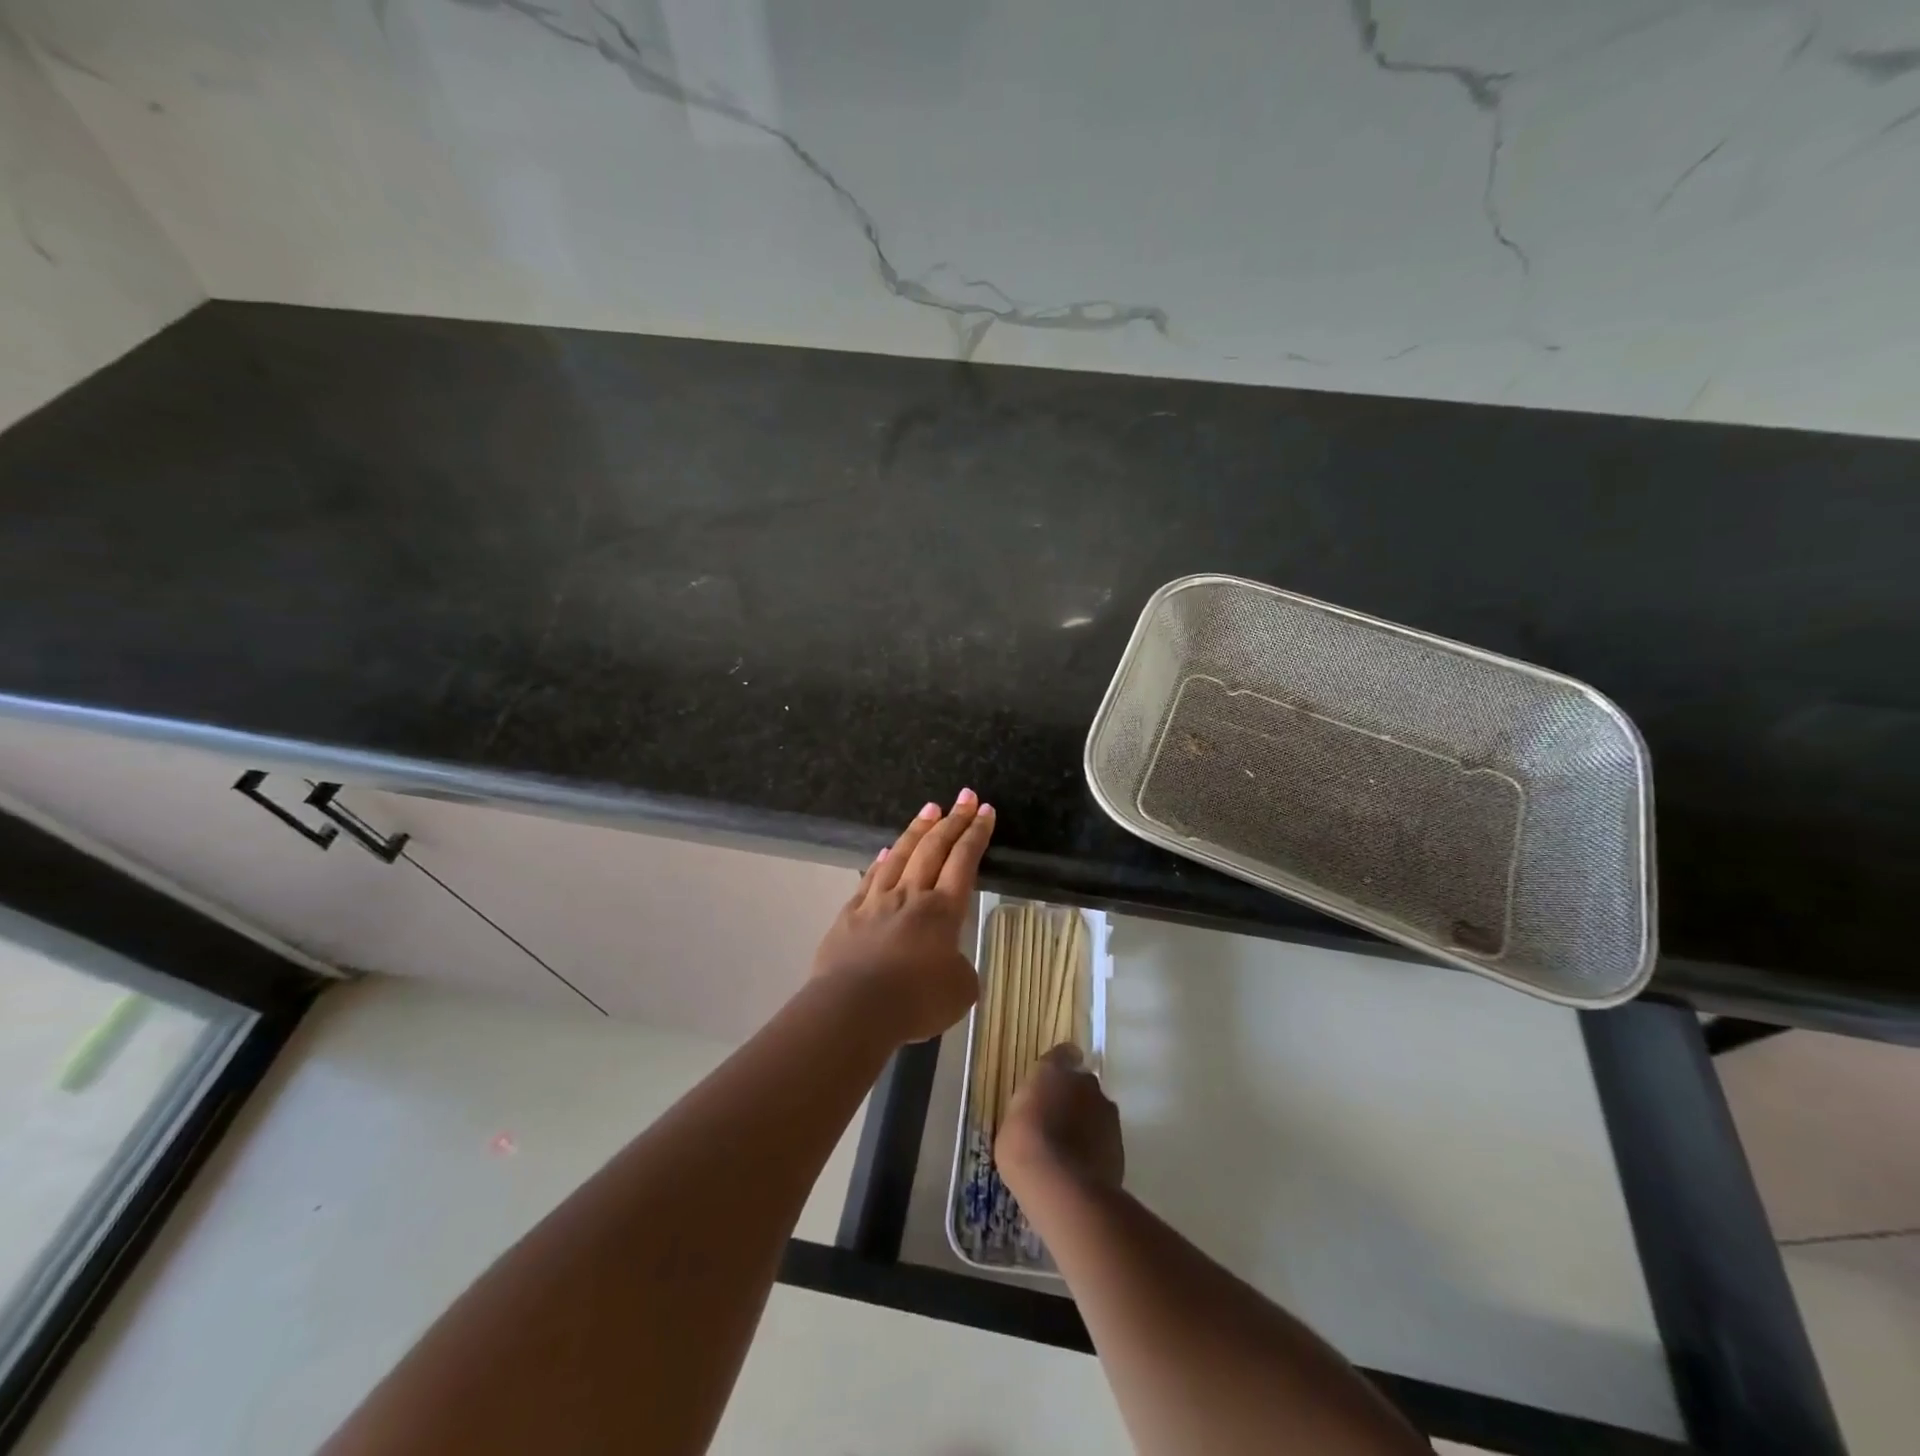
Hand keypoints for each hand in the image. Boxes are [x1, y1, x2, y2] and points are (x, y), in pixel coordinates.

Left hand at [812, 789, 995, 1046]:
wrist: (853, 1008)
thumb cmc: (915, 1001)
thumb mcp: (958, 992)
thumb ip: (960, 970)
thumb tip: (949, 962)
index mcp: (943, 911)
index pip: (964, 861)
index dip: (976, 834)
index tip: (984, 810)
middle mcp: (911, 895)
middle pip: (934, 848)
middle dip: (953, 820)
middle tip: (964, 796)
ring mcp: (877, 901)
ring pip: (901, 855)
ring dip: (918, 830)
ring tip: (930, 808)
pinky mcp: (850, 914)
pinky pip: (871, 878)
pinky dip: (883, 861)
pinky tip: (887, 851)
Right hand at [997, 1044, 1124, 1196]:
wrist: (1062, 1187)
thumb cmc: (1024, 1147)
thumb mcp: (1011, 1122)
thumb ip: (1029, 1108)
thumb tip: (1036, 1111)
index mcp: (1054, 1071)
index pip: (1063, 1054)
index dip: (1060, 1065)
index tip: (1054, 1082)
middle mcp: (1084, 1083)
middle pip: (1082, 1083)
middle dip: (1074, 1097)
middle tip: (1058, 1121)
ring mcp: (1106, 1112)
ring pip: (1097, 1110)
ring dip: (1087, 1122)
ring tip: (1071, 1150)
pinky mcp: (1121, 1141)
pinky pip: (1106, 1137)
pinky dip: (1097, 1146)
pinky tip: (1082, 1167)